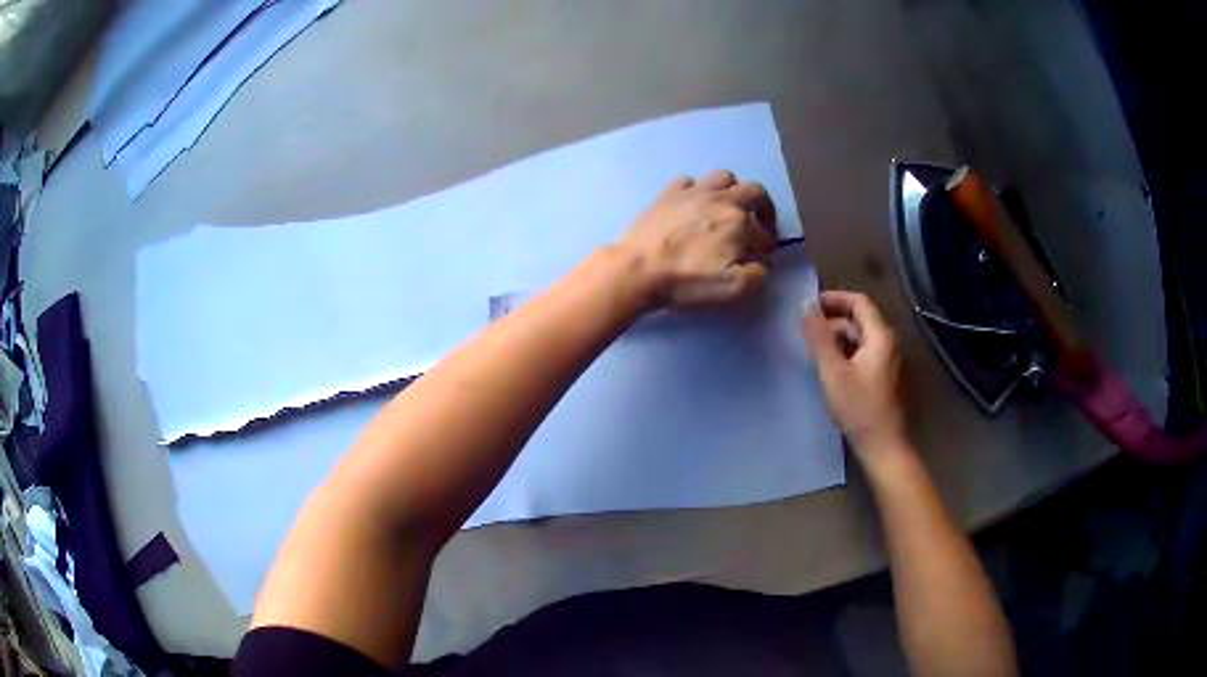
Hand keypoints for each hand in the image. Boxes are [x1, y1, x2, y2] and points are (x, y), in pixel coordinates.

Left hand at [617, 170, 777, 309]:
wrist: (638, 270)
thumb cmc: (687, 281)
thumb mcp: (732, 289)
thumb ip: (757, 274)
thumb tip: (760, 262)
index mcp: (739, 222)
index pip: (763, 232)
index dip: (766, 246)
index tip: (761, 256)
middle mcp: (721, 199)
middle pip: (754, 192)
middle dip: (763, 208)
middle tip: (759, 225)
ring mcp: (692, 192)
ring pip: (724, 178)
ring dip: (733, 191)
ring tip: (729, 209)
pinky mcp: (668, 193)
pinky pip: (689, 181)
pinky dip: (697, 190)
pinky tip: (693, 205)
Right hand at [802, 291, 907, 464]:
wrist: (883, 446)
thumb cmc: (859, 408)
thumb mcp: (833, 371)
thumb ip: (819, 336)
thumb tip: (806, 305)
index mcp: (881, 336)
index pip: (858, 302)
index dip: (834, 299)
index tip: (808, 306)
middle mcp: (889, 343)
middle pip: (860, 319)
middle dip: (832, 320)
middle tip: (805, 331)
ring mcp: (888, 361)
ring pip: (860, 338)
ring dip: (837, 338)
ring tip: (812, 349)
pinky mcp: (884, 377)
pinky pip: (863, 354)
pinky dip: (845, 353)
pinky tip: (829, 367)